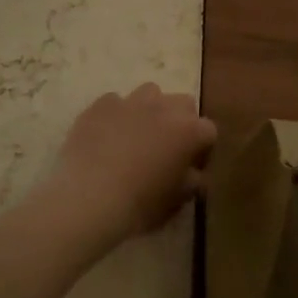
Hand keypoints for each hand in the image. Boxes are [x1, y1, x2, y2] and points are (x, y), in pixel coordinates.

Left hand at [37, 84, 216, 247]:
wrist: (88, 197)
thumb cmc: (139, 204)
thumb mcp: (175, 201)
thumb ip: (191, 182)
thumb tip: (193, 174)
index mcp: (189, 131)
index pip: (208, 131)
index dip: (202, 149)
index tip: (191, 166)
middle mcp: (164, 108)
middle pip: (183, 104)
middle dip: (180, 121)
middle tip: (167, 146)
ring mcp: (131, 101)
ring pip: (150, 93)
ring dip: (150, 109)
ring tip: (137, 134)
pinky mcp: (101, 104)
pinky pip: (115, 102)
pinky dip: (116, 114)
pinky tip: (106, 135)